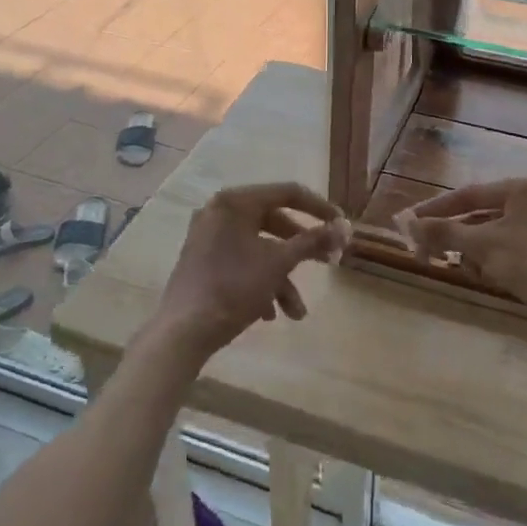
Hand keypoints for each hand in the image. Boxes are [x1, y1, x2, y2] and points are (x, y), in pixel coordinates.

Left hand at [149, 183, 348, 361]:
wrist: (182, 332)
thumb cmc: (233, 288)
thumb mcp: (279, 264)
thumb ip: (312, 241)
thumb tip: (344, 227)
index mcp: (235, 202)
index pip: (288, 193)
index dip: (319, 208)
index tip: (341, 225)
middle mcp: (220, 211)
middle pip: (274, 222)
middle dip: (302, 250)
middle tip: (328, 262)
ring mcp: (209, 236)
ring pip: (259, 248)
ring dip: (282, 277)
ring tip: (297, 312)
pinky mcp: (204, 260)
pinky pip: (242, 261)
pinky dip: (260, 282)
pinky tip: (270, 313)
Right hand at [397, 177, 526, 339]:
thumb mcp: (485, 246)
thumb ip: (445, 232)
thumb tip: (408, 223)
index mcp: (520, 189)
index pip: (467, 194)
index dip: (435, 210)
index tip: (409, 224)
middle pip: (478, 216)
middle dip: (454, 237)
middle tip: (427, 254)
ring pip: (492, 236)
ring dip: (473, 253)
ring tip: (464, 270)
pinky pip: (508, 251)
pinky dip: (493, 263)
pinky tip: (488, 278)